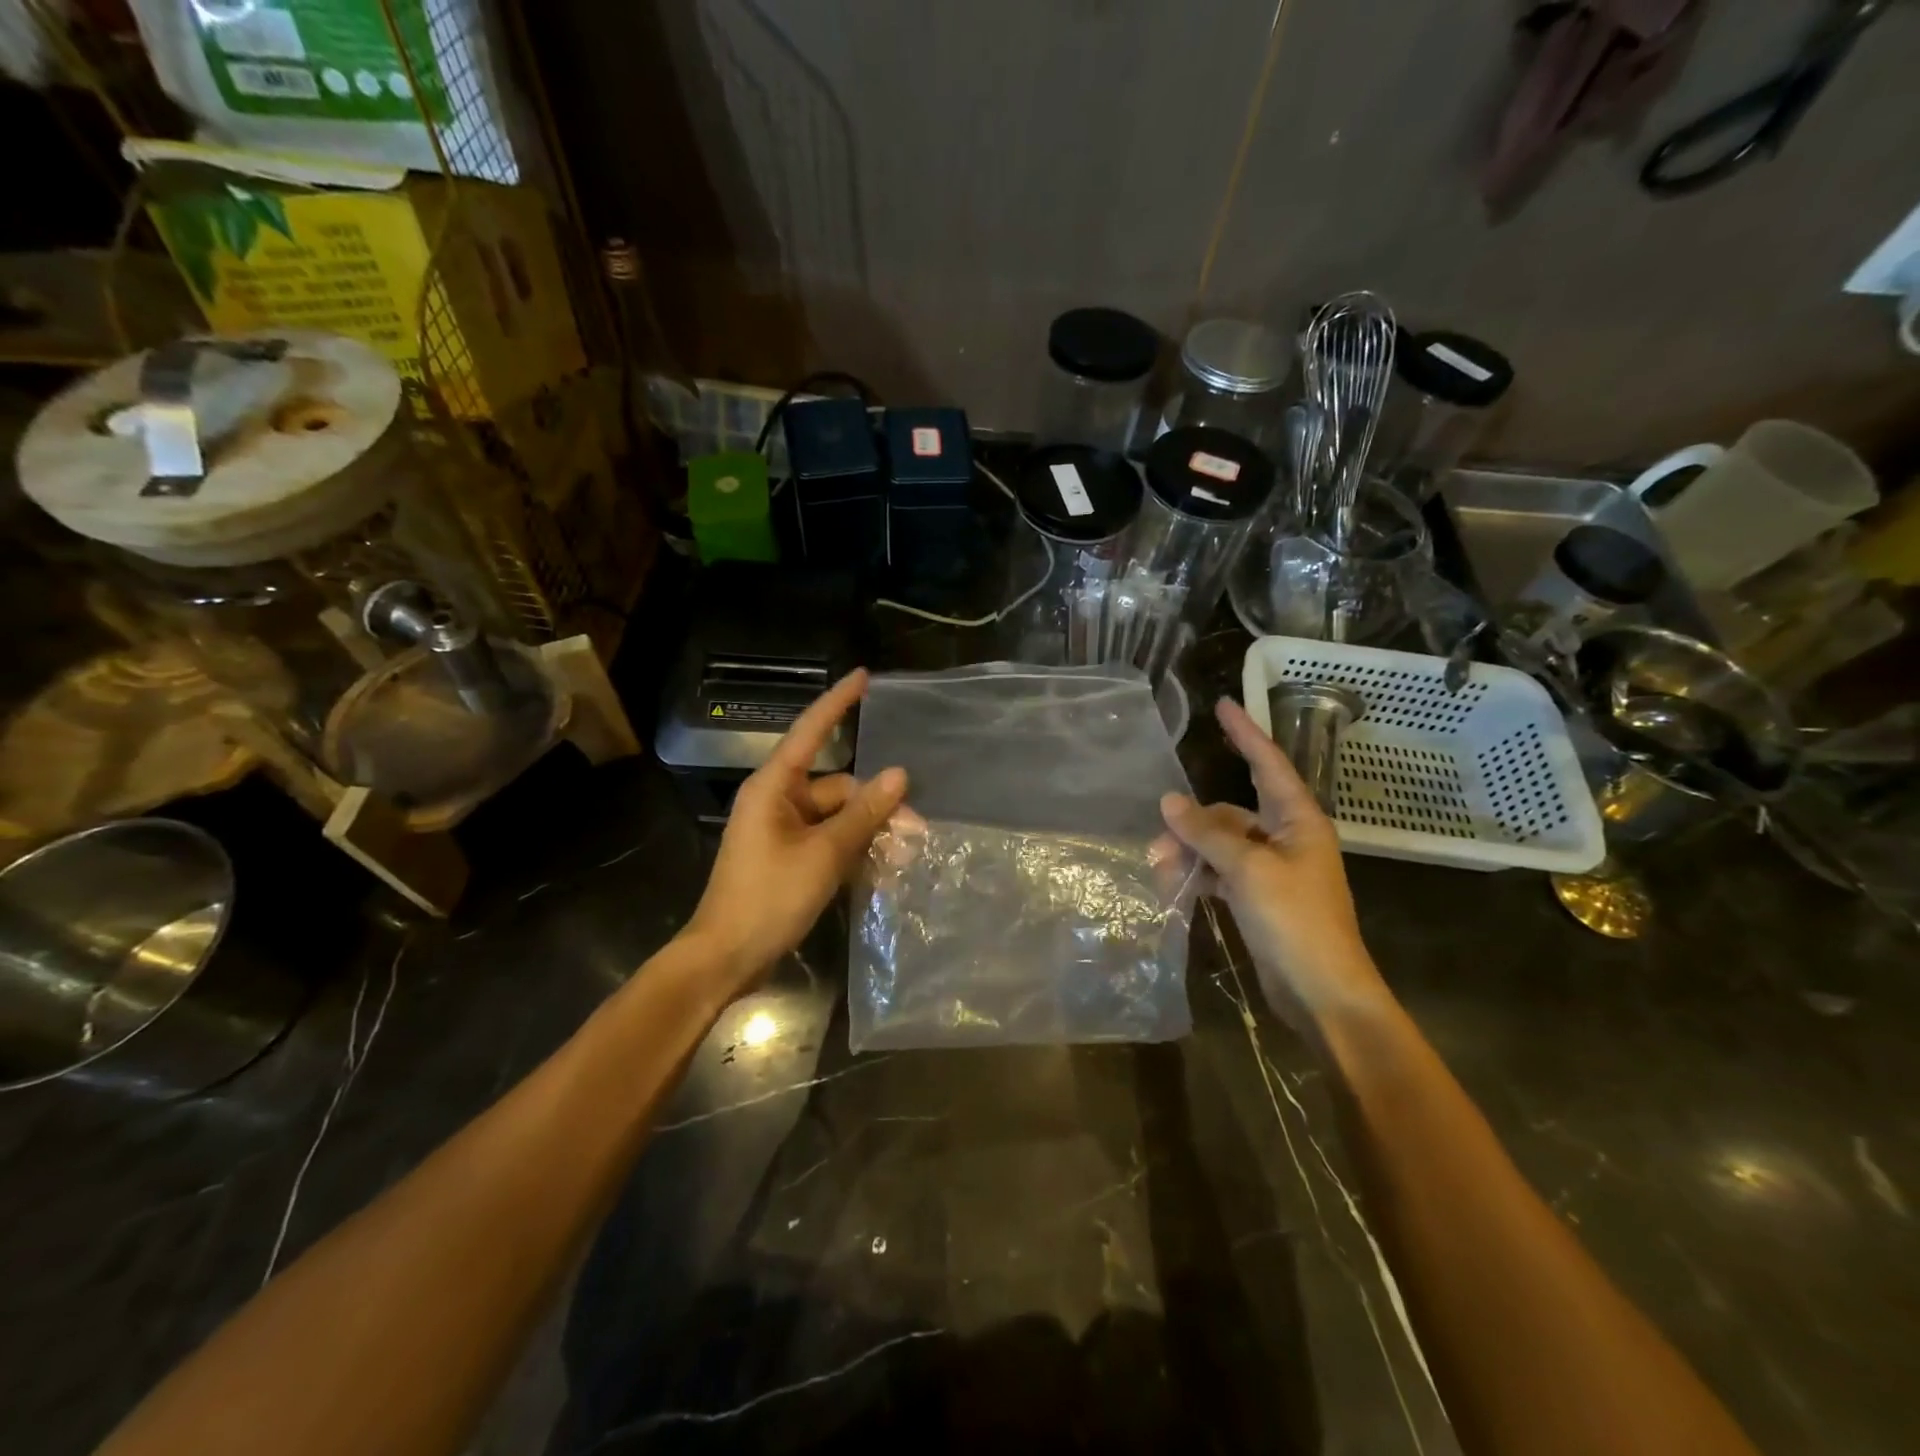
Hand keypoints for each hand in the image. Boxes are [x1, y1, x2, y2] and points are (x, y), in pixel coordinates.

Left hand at [685, 669, 907, 994]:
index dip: (839, 703)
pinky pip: (830, 839)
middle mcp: (778, 801)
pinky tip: (884, 867)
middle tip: (916, 831)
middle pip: (838, 786)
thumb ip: (863, 813)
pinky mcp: (790, 856)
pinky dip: (854, 849)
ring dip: (870, 831)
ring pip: (838, 816)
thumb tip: (899, 775)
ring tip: (906, 854)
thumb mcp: (823, 854)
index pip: (811, 731)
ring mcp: (783, 830)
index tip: (865, 676)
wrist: (726, 957)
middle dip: (877, 804)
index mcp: (774, 787)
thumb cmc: (769, 897)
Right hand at [1160, 697, 1391, 1033]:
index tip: (1222, 705)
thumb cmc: (1295, 922)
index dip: (1245, 733)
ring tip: (1161, 873)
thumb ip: (1207, 833)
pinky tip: (1176, 888)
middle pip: (1230, 813)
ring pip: (1220, 845)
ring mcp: (1272, 870)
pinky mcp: (1259, 897)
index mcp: (1298, 821)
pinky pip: (1221, 872)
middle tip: (1157, 844)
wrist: (1322, 993)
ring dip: (1190, 854)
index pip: (1268, 764)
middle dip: (1192, 824)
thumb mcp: (1248, 871)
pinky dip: (1199, 876)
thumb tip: (1169, 801)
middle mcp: (1286, 838)